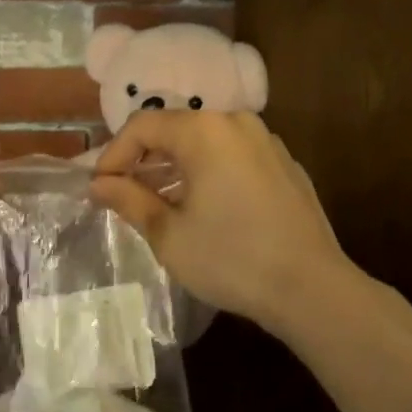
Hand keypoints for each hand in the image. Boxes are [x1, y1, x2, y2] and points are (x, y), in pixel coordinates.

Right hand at [92, 111, 353, 340]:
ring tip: (160, 203)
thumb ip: (129, 200)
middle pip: (175, 129)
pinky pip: (233, 155)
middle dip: (144, 160)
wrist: (313, 289)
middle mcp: (235, 122)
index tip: (100, 187)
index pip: (142, 126)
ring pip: (205, 142)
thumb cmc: (232, 259)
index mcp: (203, 131)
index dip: (114, 153)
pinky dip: (209, 171)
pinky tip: (205, 208)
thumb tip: (98, 184)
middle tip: (124, 195)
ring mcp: (265, 141)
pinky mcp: (284, 163)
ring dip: (176, 167)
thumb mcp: (169, 234)